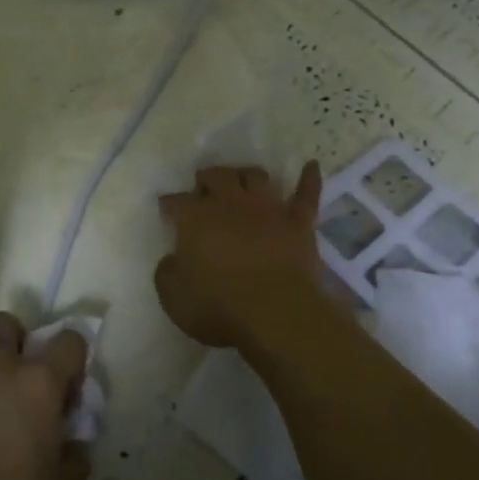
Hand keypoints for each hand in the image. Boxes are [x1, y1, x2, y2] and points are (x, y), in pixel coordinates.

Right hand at [156, 162, 325, 347]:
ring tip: (242, 180)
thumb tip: (171, 260)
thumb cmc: (219, 308)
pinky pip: (306, 193)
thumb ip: (167, 273)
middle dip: (207, 178)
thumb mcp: (174, 298)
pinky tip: (312, 166)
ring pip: (256, 177)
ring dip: (246, 175)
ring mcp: (268, 209)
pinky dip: (309, 178)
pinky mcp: (299, 222)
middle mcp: (230, 203)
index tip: (166, 209)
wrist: (277, 314)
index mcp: (195, 218)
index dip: (169, 204)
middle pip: (217, 176)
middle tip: (204, 187)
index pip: (176, 201)